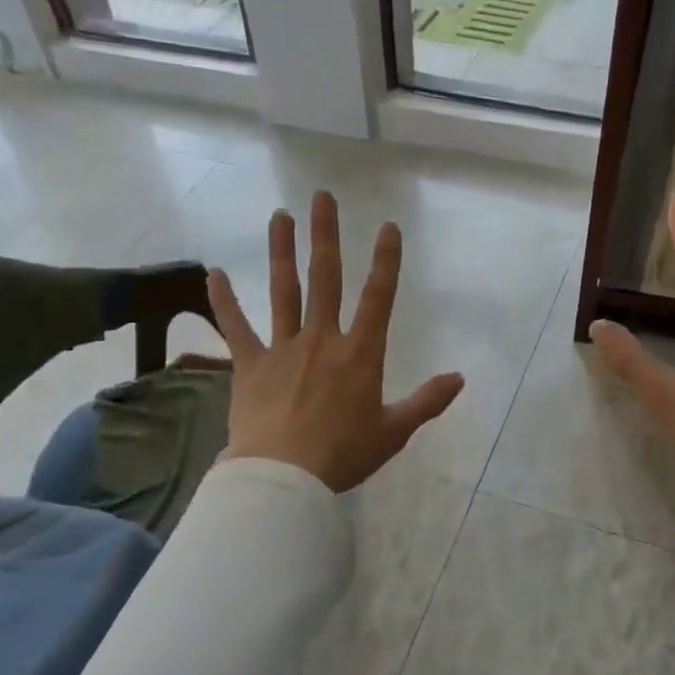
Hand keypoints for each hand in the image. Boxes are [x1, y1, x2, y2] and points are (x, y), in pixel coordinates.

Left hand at [206, 191, 464, 491]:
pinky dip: (224, 301)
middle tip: (322, 197)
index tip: (387, 227)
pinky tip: (214, 274)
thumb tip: (460, 378)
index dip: (386, 260)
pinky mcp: (249, 365)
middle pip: (325, 278)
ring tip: (279, 216)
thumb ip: (427, 401)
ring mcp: (283, 348)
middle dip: (326, 235)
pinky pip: (235, 328)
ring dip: (282, 251)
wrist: (284, 477)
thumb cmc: (343, 455)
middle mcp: (322, 339)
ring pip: (283, 290)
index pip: (379, 297)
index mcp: (360, 354)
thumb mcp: (394, 431)